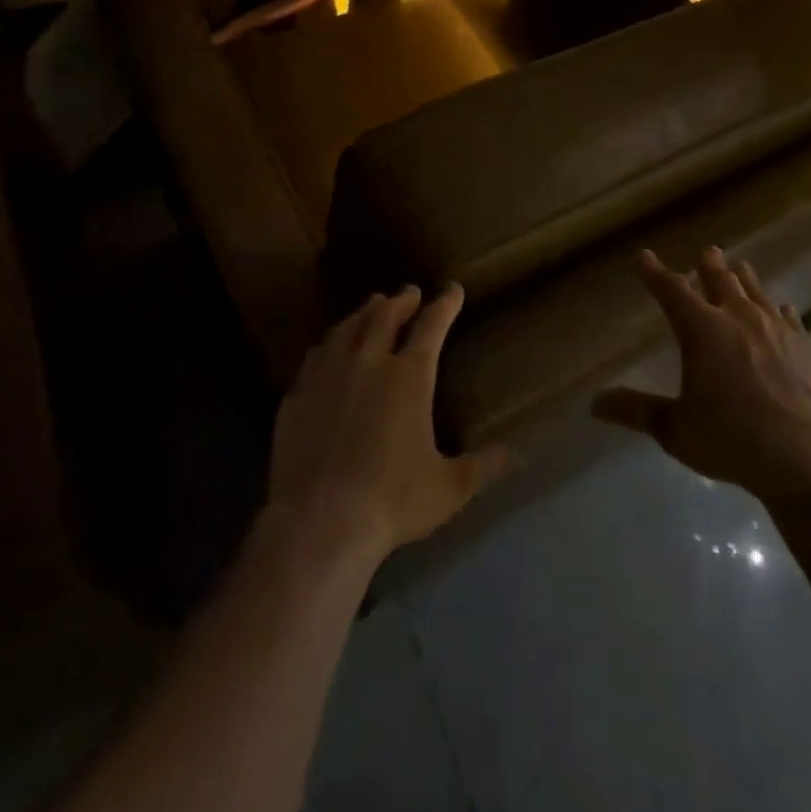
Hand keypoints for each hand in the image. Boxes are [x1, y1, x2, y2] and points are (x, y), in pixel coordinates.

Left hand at [267, 285, 509, 564]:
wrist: (319, 521)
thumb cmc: (392, 500)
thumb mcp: (448, 488)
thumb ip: (481, 467)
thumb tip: (512, 454)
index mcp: (409, 377)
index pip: (432, 326)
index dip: (444, 305)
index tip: (452, 290)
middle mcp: (369, 363)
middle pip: (384, 316)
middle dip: (400, 301)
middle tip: (409, 292)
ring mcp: (328, 375)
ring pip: (347, 328)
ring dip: (363, 313)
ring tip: (372, 306)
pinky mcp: (298, 394)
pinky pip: (316, 355)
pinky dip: (330, 342)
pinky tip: (330, 346)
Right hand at [592, 248, 810, 501]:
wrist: (805, 456)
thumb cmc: (731, 438)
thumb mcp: (675, 429)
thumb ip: (636, 411)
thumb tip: (595, 404)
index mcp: (702, 330)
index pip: (672, 291)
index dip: (655, 273)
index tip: (644, 257)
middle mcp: (737, 318)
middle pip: (720, 280)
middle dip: (708, 265)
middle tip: (706, 252)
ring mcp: (775, 329)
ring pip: (755, 291)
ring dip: (743, 278)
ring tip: (739, 267)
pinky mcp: (804, 345)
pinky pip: (788, 316)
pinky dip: (778, 309)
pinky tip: (782, 309)